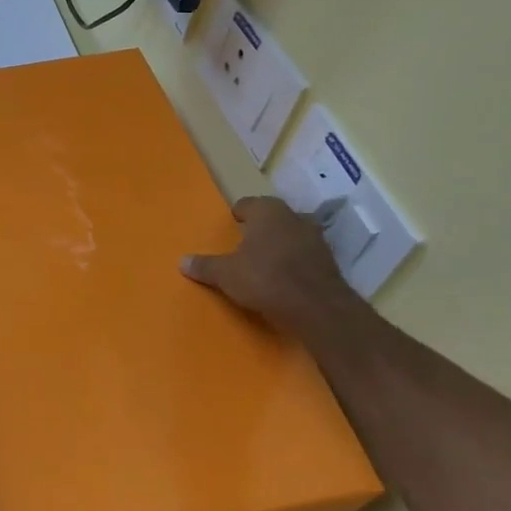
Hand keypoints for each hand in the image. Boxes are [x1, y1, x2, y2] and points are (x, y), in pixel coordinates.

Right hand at [180, 197, 356, 332]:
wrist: (316, 307)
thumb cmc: (265, 278)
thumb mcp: (226, 274)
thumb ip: (205, 266)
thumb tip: (182, 261)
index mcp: (267, 212)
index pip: (249, 204)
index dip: (239, 214)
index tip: (232, 225)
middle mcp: (293, 217)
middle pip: (273, 217)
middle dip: (262, 228)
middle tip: (246, 243)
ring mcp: (315, 238)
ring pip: (292, 234)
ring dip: (281, 244)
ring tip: (265, 261)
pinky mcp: (329, 260)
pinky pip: (305, 254)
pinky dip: (295, 261)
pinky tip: (285, 277)